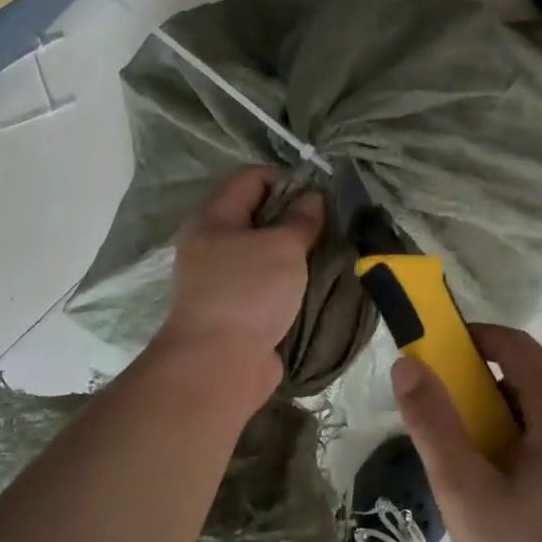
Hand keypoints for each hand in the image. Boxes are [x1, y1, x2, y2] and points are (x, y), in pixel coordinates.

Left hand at [156, 167, 323, 395]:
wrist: (220, 363)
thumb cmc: (249, 292)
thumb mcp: (282, 247)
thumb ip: (301, 219)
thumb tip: (312, 198)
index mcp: (213, 218)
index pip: (250, 178)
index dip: (286, 178)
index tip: (320, 192)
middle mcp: (211, 243)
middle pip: (256, 215)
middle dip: (293, 215)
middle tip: (329, 222)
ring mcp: (221, 278)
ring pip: (263, 251)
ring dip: (294, 251)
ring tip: (328, 250)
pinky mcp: (235, 308)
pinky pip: (266, 282)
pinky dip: (288, 279)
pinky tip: (314, 281)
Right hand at [392, 324, 541, 541]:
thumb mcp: (463, 492)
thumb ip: (433, 422)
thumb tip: (409, 365)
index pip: (521, 349)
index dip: (478, 340)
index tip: (442, 354)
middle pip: (536, 390)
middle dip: (488, 399)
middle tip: (453, 438)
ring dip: (513, 433)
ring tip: (483, 482)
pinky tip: (525, 512)